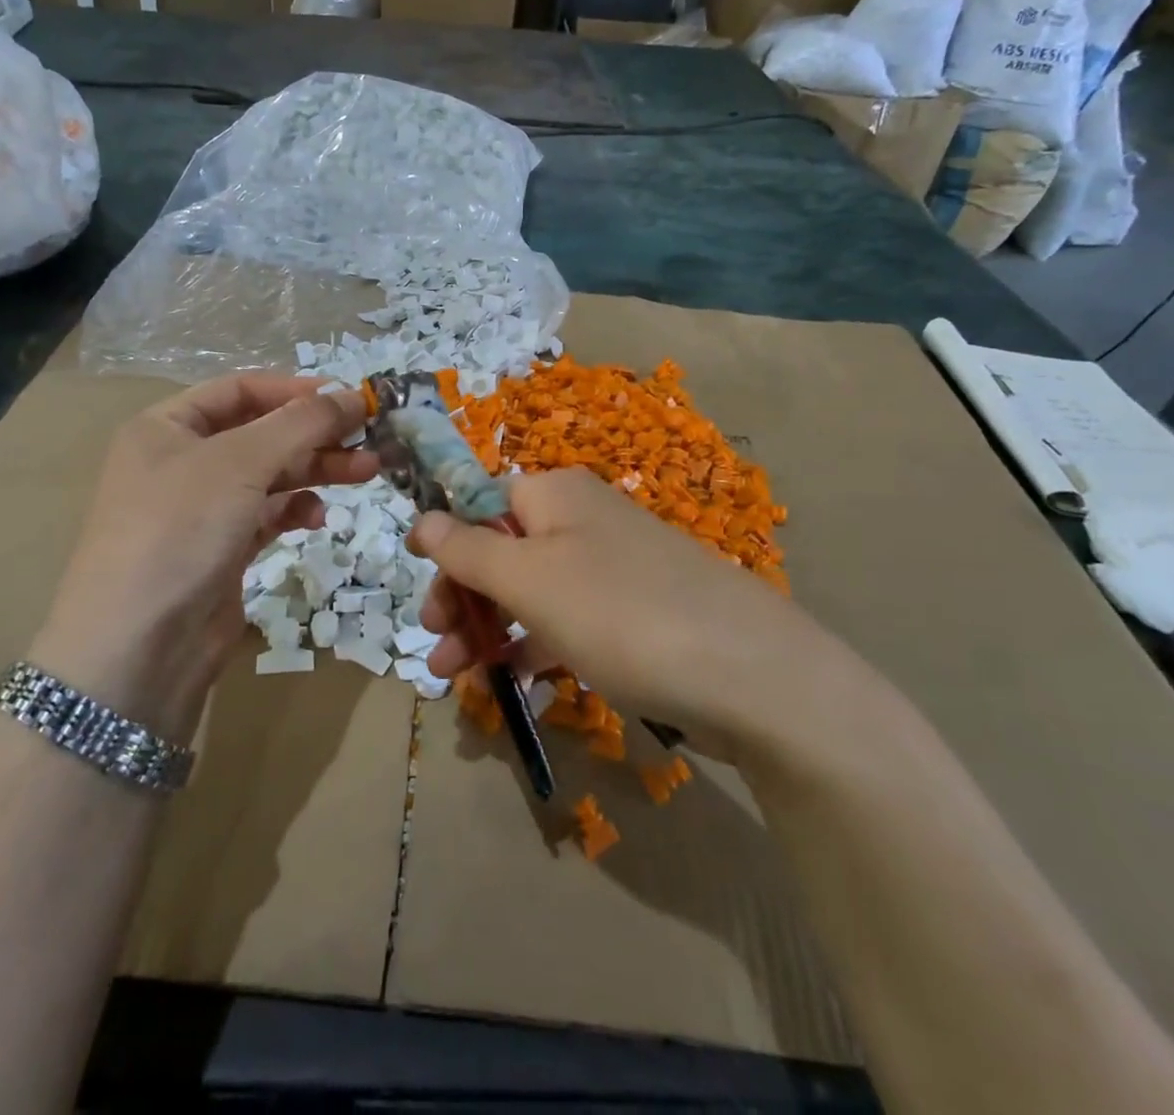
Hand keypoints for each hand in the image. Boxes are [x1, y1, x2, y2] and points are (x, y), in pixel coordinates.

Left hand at [30, 375, 374, 742]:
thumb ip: (301, 423)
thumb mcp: (240, 462)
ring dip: (316, 470)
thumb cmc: (179, 531)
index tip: (350, 399)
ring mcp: (202, 509)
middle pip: (262, 432)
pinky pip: (267, 515)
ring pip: (270, 475)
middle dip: (316, 434)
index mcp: (167, 427)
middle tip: (371, 439)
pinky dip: (295, 510)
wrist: (136, 648)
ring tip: (366, 472)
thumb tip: (354, 395)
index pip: (240, 389)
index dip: (296, 390)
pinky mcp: (221, 550)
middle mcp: (182, 461)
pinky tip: (317, 518)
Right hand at [411, 468, 824, 735]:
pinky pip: (568, 619)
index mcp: (554, 494)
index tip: (427, 599)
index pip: (479, 505)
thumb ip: (466, 549)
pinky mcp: (635, 613)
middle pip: (501, 549)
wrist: (752, 676)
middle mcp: (583, 519)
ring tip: (454, 677)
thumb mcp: (528, 580)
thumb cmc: (620, 614)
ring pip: (531, 590)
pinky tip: (514, 679)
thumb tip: (421, 518)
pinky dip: (535, 644)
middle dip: (462, 597)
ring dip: (489, 627)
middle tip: (434, 646)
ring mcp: (612, 567)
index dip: (447, 548)